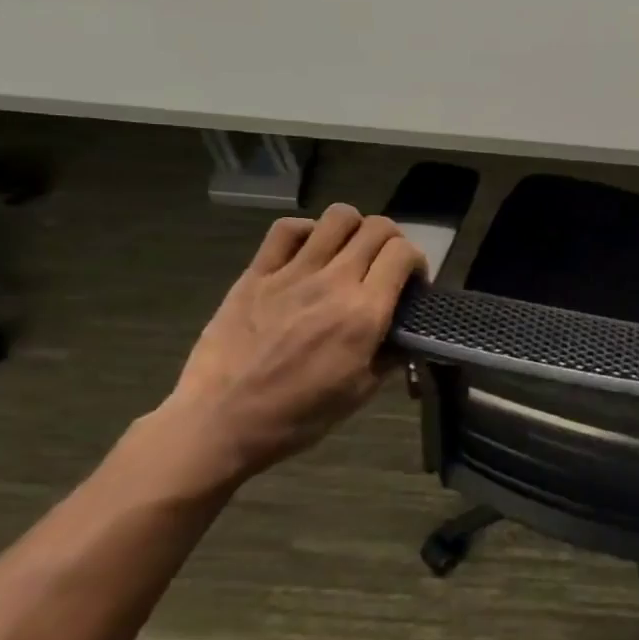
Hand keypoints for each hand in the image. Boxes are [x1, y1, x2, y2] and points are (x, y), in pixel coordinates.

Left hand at [156, 205, 424, 482]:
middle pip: (377, 228)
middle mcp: (333, 283)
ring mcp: (292, 273)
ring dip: (355, 228)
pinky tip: (309, 251)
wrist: (221, 422)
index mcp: (363, 314)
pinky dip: (307, 230)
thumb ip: (391, 356)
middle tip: (385, 265)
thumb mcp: (359, 392)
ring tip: (349, 251)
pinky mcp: (257, 273)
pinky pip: (286, 229)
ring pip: (338, 217)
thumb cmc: (297, 416)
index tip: (412, 281)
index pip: (403, 254)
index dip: (417, 261)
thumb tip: (408, 336)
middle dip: (393, 240)